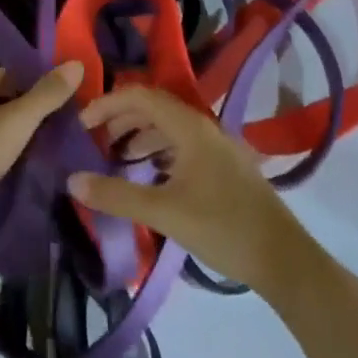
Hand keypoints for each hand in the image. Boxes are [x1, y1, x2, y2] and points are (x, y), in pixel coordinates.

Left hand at [0, 61, 85, 240]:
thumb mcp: (16, 123)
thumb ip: (46, 95)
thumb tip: (76, 62)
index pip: (9, 73)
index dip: (35, 87)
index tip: (59, 108)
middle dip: (23, 113)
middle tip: (53, 134)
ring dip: (7, 136)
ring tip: (35, 155)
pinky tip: (6, 172)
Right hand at [67, 86, 305, 294]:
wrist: (284, 261)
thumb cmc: (223, 228)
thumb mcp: (164, 213)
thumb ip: (117, 195)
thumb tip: (72, 181)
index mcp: (189, 127)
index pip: (139, 96)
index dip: (107, 104)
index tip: (82, 125)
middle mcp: (203, 127)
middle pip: (154, 107)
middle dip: (121, 118)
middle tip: (94, 140)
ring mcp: (217, 146)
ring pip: (169, 126)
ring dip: (139, 134)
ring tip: (116, 157)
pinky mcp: (224, 167)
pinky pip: (182, 144)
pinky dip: (158, 150)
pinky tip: (150, 174)